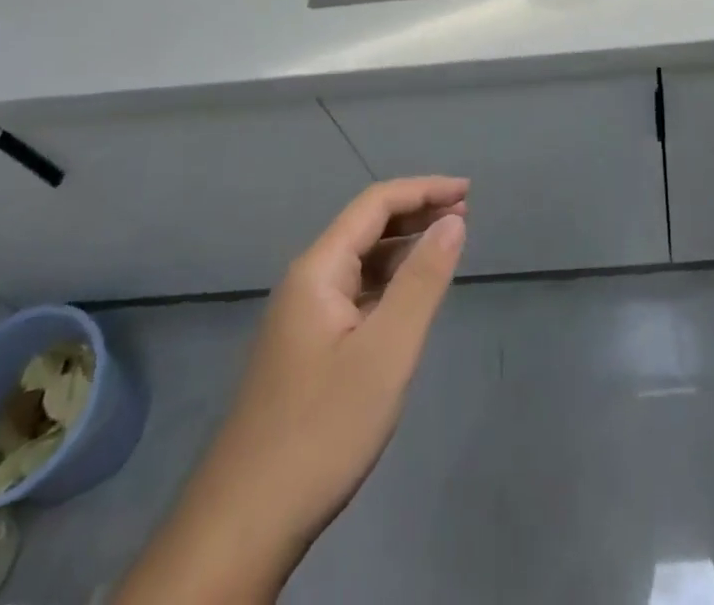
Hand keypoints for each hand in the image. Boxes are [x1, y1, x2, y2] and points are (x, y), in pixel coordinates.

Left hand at [115, 177, 467, 604]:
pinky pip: (354, 293)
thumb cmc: (323, 428)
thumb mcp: (387, 351)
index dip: (424, 189)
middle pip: (366, 226)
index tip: (469, 190)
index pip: (376, 204)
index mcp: (318, 269)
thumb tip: (454, 219)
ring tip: (447, 244)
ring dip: (404, 246)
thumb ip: (423, 280)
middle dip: (416, 212)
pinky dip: (389, 281)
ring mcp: (302, 317)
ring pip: (360, 261)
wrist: (244, 523)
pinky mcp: (306, 349)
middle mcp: (306, 281)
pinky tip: (410, 296)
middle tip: (466, 213)